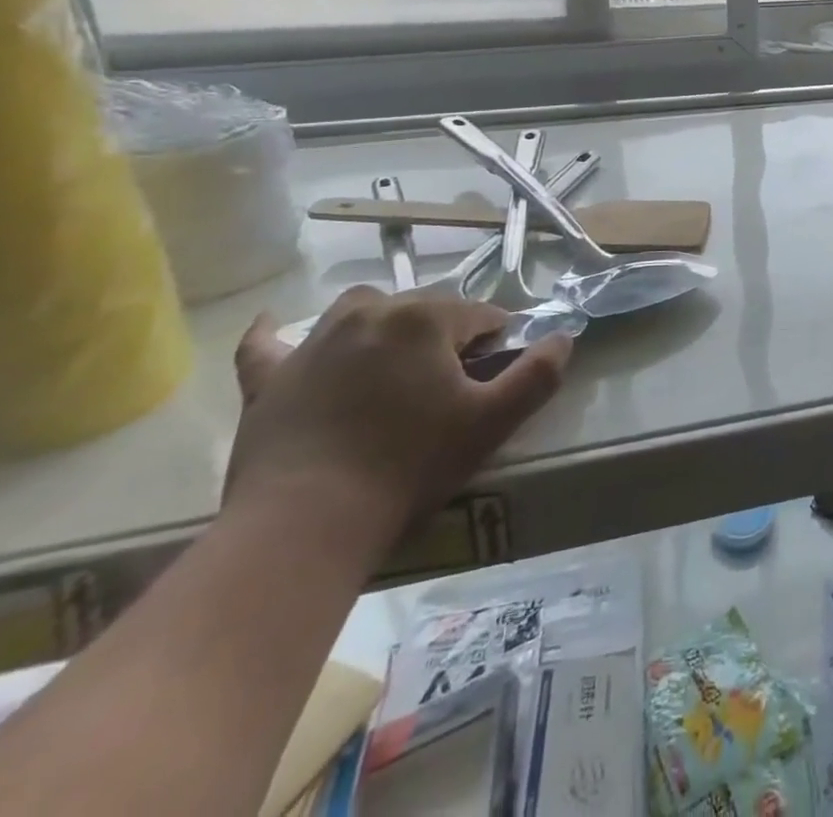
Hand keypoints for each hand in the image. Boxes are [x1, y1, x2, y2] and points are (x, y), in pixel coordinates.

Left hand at [227, 288, 569, 555]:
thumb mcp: (492, 422)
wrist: (306, 524)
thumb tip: (564, 337)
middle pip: (424, 308)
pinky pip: (268, 344)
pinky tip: (277, 327)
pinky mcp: (269, 378)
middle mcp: (370, 313)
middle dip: (444, 335)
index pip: (479, 315)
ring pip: (360, 311)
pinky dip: (276, 335)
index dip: (494, 343)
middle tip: (447, 386)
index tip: (492, 377)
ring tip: (392, 364)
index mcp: (425, 319)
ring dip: (383, 325)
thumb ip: (538, 375)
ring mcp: (314, 342)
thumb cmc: (409, 467)